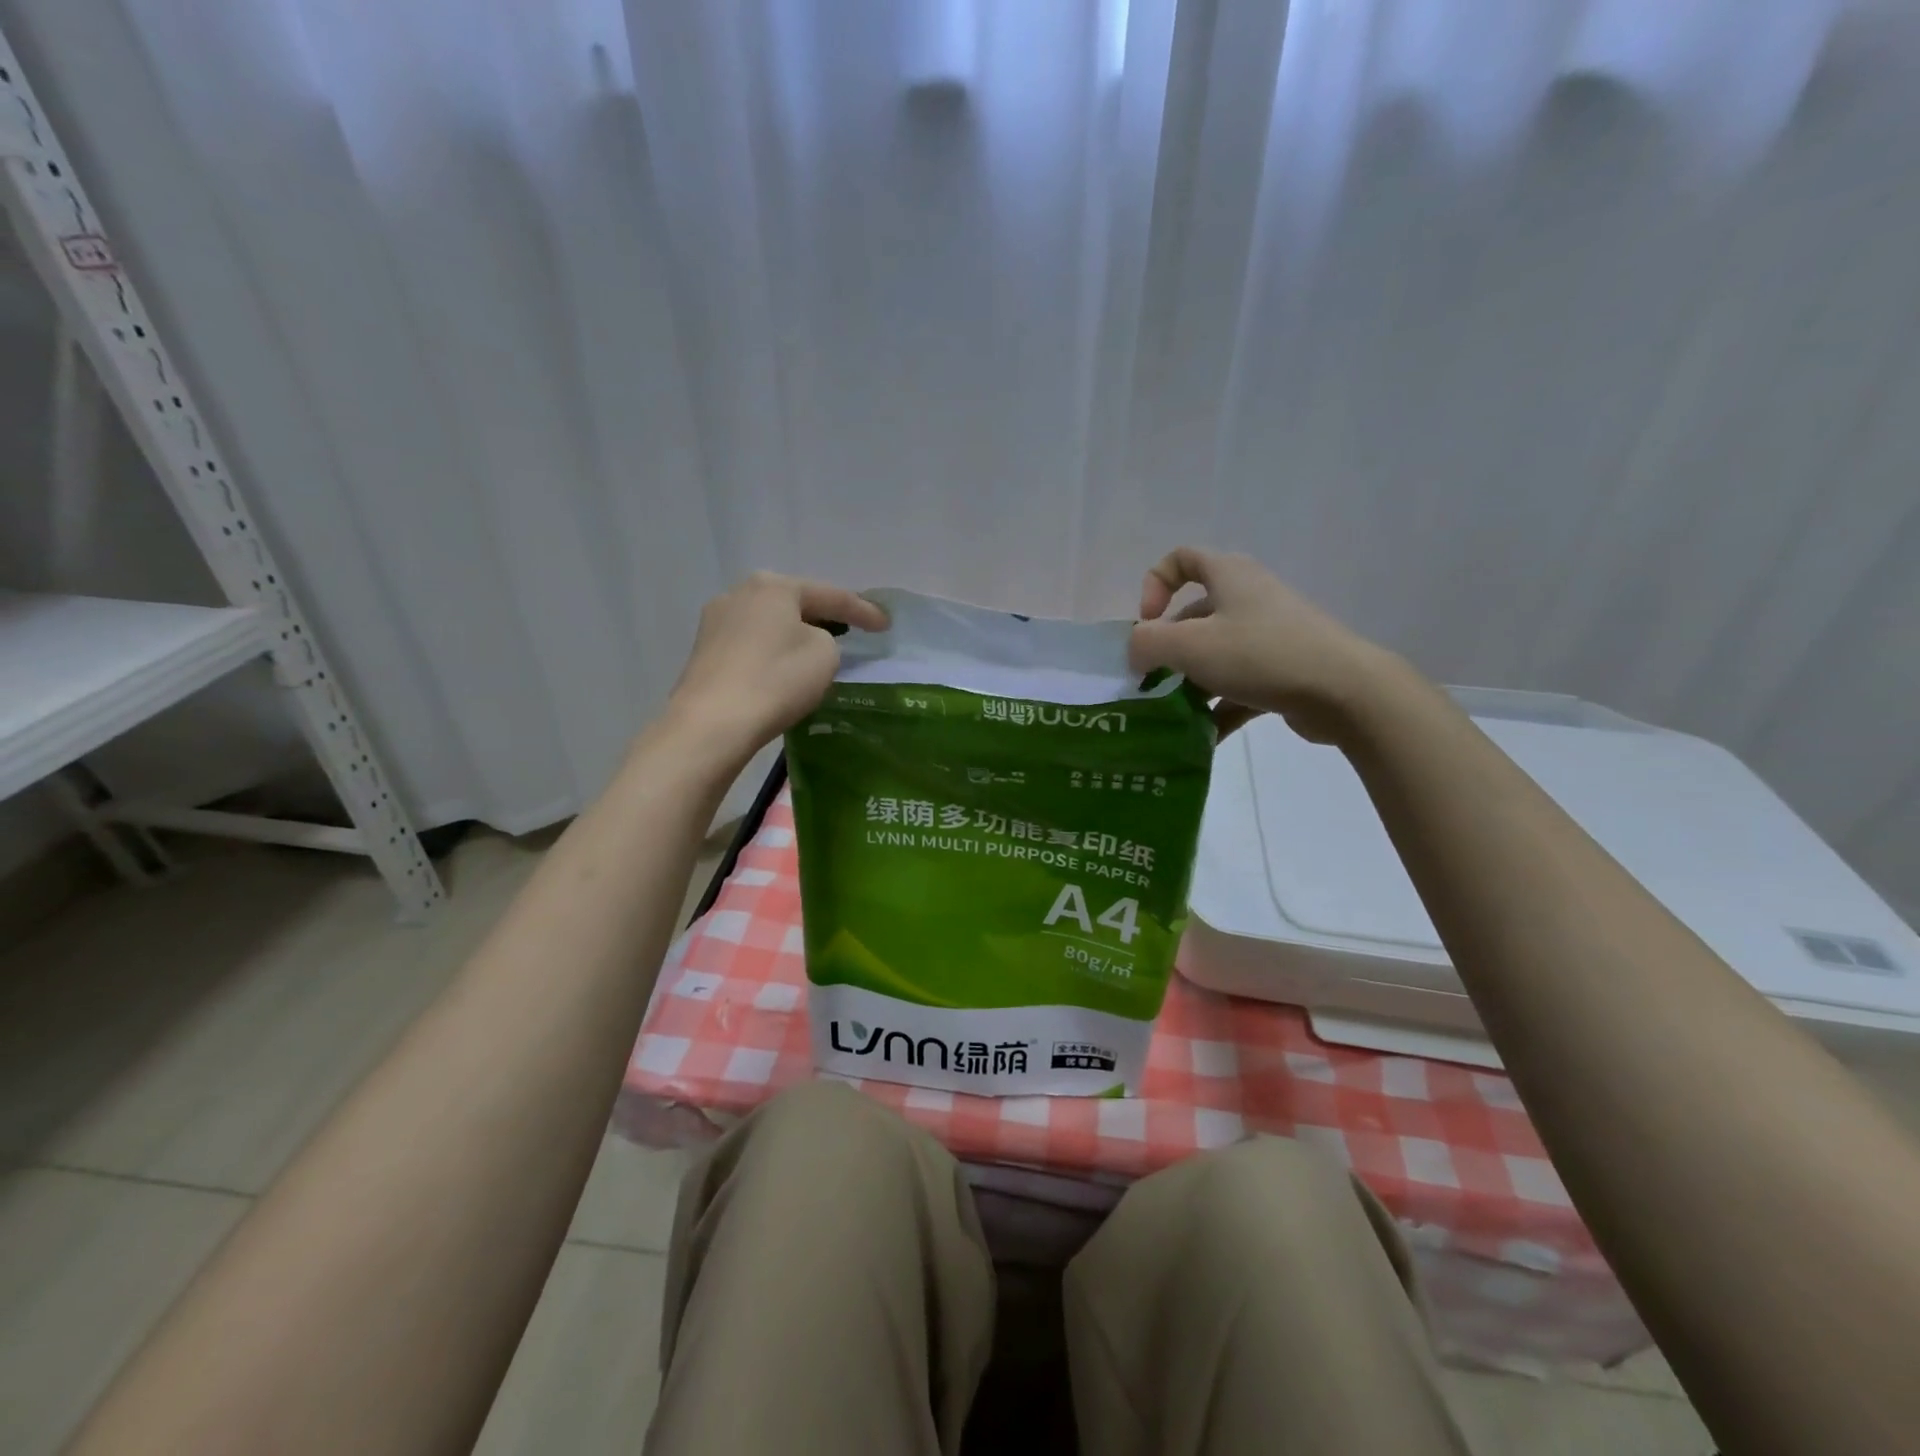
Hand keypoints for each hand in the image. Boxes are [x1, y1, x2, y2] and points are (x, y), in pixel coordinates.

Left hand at [664, 572, 886, 762]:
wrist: (712, 723)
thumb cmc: (776, 680)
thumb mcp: (824, 656)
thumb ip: (827, 639)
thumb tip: (807, 641)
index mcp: (773, 586)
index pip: (831, 595)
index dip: (863, 611)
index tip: (886, 625)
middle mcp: (739, 593)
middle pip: (794, 603)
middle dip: (823, 616)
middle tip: (850, 630)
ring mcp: (715, 622)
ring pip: (769, 623)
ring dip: (794, 633)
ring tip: (816, 649)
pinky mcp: (704, 652)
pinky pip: (751, 644)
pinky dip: (772, 652)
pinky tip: (782, 667)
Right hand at [1128, 548, 1396, 742]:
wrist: (1344, 690)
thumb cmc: (1259, 654)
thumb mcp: (1189, 645)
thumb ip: (1147, 643)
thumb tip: (1135, 650)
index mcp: (1229, 576)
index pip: (1182, 558)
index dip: (1154, 584)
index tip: (1148, 622)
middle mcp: (1250, 598)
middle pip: (1195, 615)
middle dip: (1168, 648)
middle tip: (1150, 679)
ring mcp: (1270, 635)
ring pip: (1216, 653)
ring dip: (1189, 682)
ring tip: (1171, 713)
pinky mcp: (1284, 670)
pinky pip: (1240, 685)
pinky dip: (1219, 707)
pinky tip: (1202, 736)